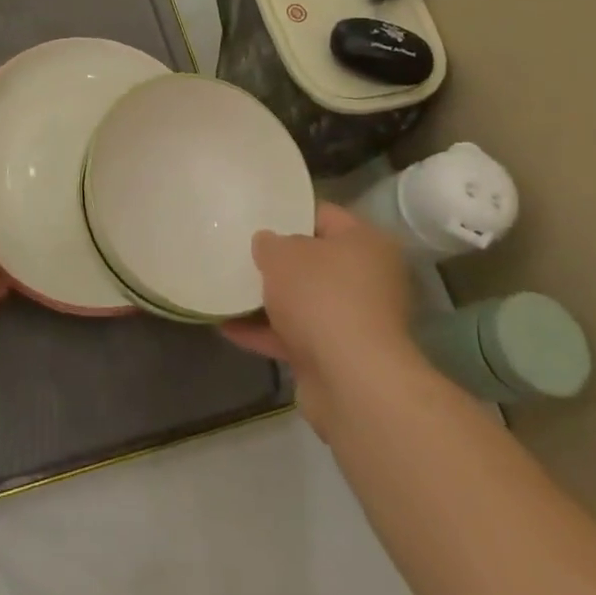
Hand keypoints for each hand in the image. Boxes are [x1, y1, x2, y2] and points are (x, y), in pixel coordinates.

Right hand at [220, 202, 421, 436]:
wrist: (351, 382)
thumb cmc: (321, 296)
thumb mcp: (282, 254)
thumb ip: (269, 243)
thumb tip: (268, 245)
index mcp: (366, 243)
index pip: (324, 215)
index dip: (289, 212)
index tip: (257, 215)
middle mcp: (368, 280)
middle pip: (315, 262)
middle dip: (279, 261)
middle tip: (241, 251)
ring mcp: (355, 321)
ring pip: (304, 302)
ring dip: (269, 300)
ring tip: (226, 288)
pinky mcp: (339, 358)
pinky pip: (296, 336)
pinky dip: (266, 333)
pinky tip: (227, 328)